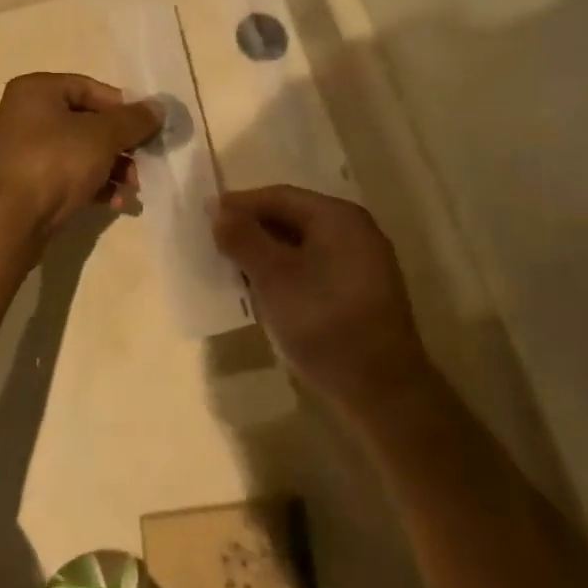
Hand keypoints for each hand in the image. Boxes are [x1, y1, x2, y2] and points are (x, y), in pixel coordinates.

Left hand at [0, 74, 162, 235]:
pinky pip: (70, 176)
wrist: (7, 222)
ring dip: (113, 168)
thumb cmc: (54, 163)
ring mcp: (27, 151)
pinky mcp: (30, 184)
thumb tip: (159, 107)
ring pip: (82, 152)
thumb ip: (133, 120)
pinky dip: (95, 186)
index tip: (148, 129)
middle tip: (145, 163)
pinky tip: (116, 203)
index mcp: (37, 90)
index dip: (123, 108)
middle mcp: (27, 115)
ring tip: (133, 189)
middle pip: (89, 122)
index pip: (91, 88)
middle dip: (121, 145)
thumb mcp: (101, 136)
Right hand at [213, 187, 427, 417]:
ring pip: (301, 244)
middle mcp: (354, 230)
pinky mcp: (361, 291)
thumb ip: (243, 238)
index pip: (278, 196)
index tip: (205, 217)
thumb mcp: (273, 277)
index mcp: (338, 217)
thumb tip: (218, 210)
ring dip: (266, 252)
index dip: (239, 204)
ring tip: (233, 268)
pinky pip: (314, 266)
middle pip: (291, 217)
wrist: (382, 391)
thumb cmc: (323, 322)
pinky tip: (265, 291)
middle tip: (215, 243)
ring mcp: (362, 262)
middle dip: (251, 228)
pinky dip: (286, 271)